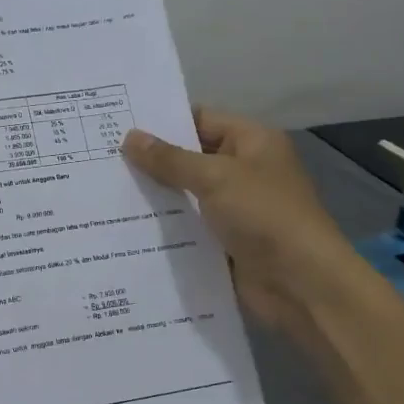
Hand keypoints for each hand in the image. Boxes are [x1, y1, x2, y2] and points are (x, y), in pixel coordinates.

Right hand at [122, 107, 357, 337]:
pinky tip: (127, 228)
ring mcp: (235, 209)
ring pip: (186, 196)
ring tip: (106, 193)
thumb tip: (129, 137)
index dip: (163, 123)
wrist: (300, 283)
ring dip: (155, 197)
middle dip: (152, 162)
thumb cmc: (264, 216)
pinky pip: (189, 228)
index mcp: (252, 142)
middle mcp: (245, 170)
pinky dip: (165, 228)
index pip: (201, 120)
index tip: (119, 127)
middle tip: (103, 161)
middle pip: (191, 159)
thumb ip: (170, 159)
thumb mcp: (214, 178)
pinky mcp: (225, 242)